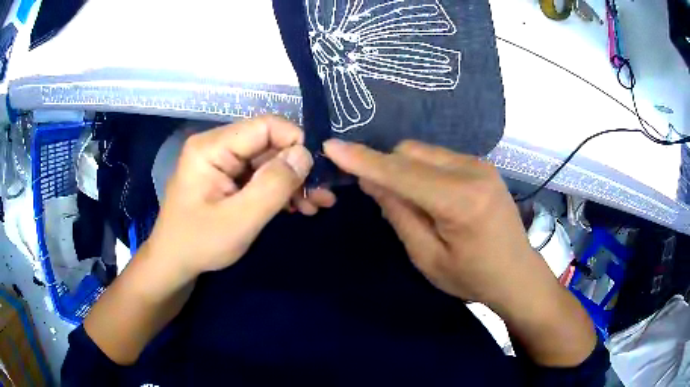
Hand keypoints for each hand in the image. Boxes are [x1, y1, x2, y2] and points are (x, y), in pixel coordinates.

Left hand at [146, 116, 320, 279]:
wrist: (174, 263)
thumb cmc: (199, 244)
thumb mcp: (239, 220)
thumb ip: (273, 186)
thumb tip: (305, 154)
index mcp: (212, 147)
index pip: (265, 126)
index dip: (295, 143)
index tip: (316, 174)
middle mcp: (218, 146)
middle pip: (269, 143)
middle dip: (298, 168)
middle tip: (323, 196)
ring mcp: (223, 162)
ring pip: (269, 160)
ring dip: (294, 181)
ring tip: (316, 204)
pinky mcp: (228, 177)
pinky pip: (260, 175)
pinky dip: (280, 190)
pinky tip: (298, 206)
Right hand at [323, 139, 555, 308]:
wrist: (517, 272)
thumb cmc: (472, 277)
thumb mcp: (428, 257)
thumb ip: (399, 215)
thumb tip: (372, 181)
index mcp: (460, 201)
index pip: (401, 172)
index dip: (363, 159)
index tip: (331, 146)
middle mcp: (472, 171)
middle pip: (410, 152)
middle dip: (385, 167)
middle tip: (378, 197)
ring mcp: (480, 163)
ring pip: (423, 151)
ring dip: (404, 169)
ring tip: (409, 201)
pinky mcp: (482, 164)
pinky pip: (438, 156)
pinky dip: (422, 169)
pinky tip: (429, 194)